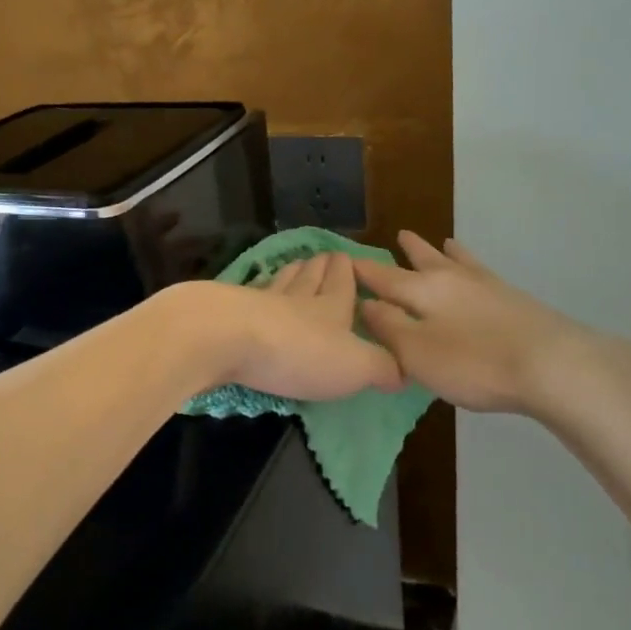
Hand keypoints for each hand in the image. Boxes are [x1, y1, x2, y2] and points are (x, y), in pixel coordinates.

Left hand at [177, 251, 403, 401]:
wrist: (225, 338)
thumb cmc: (298, 351)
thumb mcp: (354, 366)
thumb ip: (382, 367)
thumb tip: (405, 371)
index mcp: (331, 306)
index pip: (342, 281)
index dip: (347, 270)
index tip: (348, 258)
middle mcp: (296, 297)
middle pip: (310, 275)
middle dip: (320, 267)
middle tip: (324, 257)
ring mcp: (258, 300)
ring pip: (279, 281)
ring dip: (290, 273)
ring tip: (295, 265)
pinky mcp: (226, 311)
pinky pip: (246, 296)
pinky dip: (254, 292)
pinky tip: (251, 292)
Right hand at [353, 232, 585, 412]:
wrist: (552, 364)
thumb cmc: (474, 362)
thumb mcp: (417, 351)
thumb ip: (388, 327)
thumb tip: (366, 303)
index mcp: (422, 291)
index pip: (383, 278)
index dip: (362, 271)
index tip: (343, 260)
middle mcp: (452, 280)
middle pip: (423, 262)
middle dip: (407, 253)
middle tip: (399, 235)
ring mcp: (486, 287)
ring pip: (457, 262)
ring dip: (442, 253)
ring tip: (440, 241)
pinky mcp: (513, 300)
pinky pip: (482, 273)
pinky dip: (473, 266)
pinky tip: (480, 271)